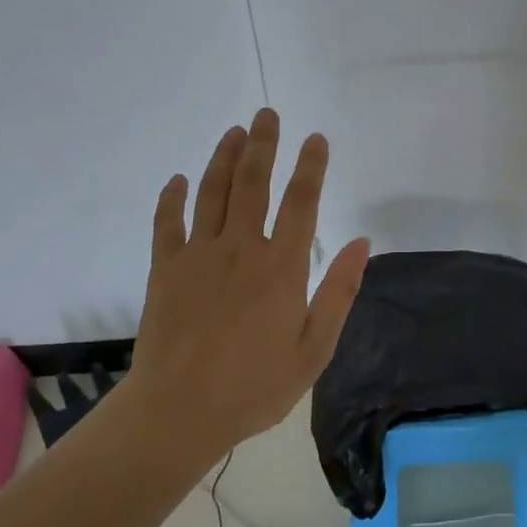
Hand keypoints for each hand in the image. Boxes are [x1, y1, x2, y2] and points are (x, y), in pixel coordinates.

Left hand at [124, 108, 370, 458]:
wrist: (179, 412)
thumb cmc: (255, 386)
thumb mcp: (314, 349)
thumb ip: (338, 292)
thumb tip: (362, 243)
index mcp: (281, 267)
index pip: (301, 202)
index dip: (310, 167)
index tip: (316, 138)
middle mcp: (241, 249)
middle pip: (253, 183)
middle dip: (263, 145)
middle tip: (267, 114)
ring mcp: (198, 255)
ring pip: (212, 193)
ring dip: (224, 158)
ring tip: (234, 132)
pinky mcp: (164, 269)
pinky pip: (167, 223)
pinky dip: (172, 197)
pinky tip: (178, 179)